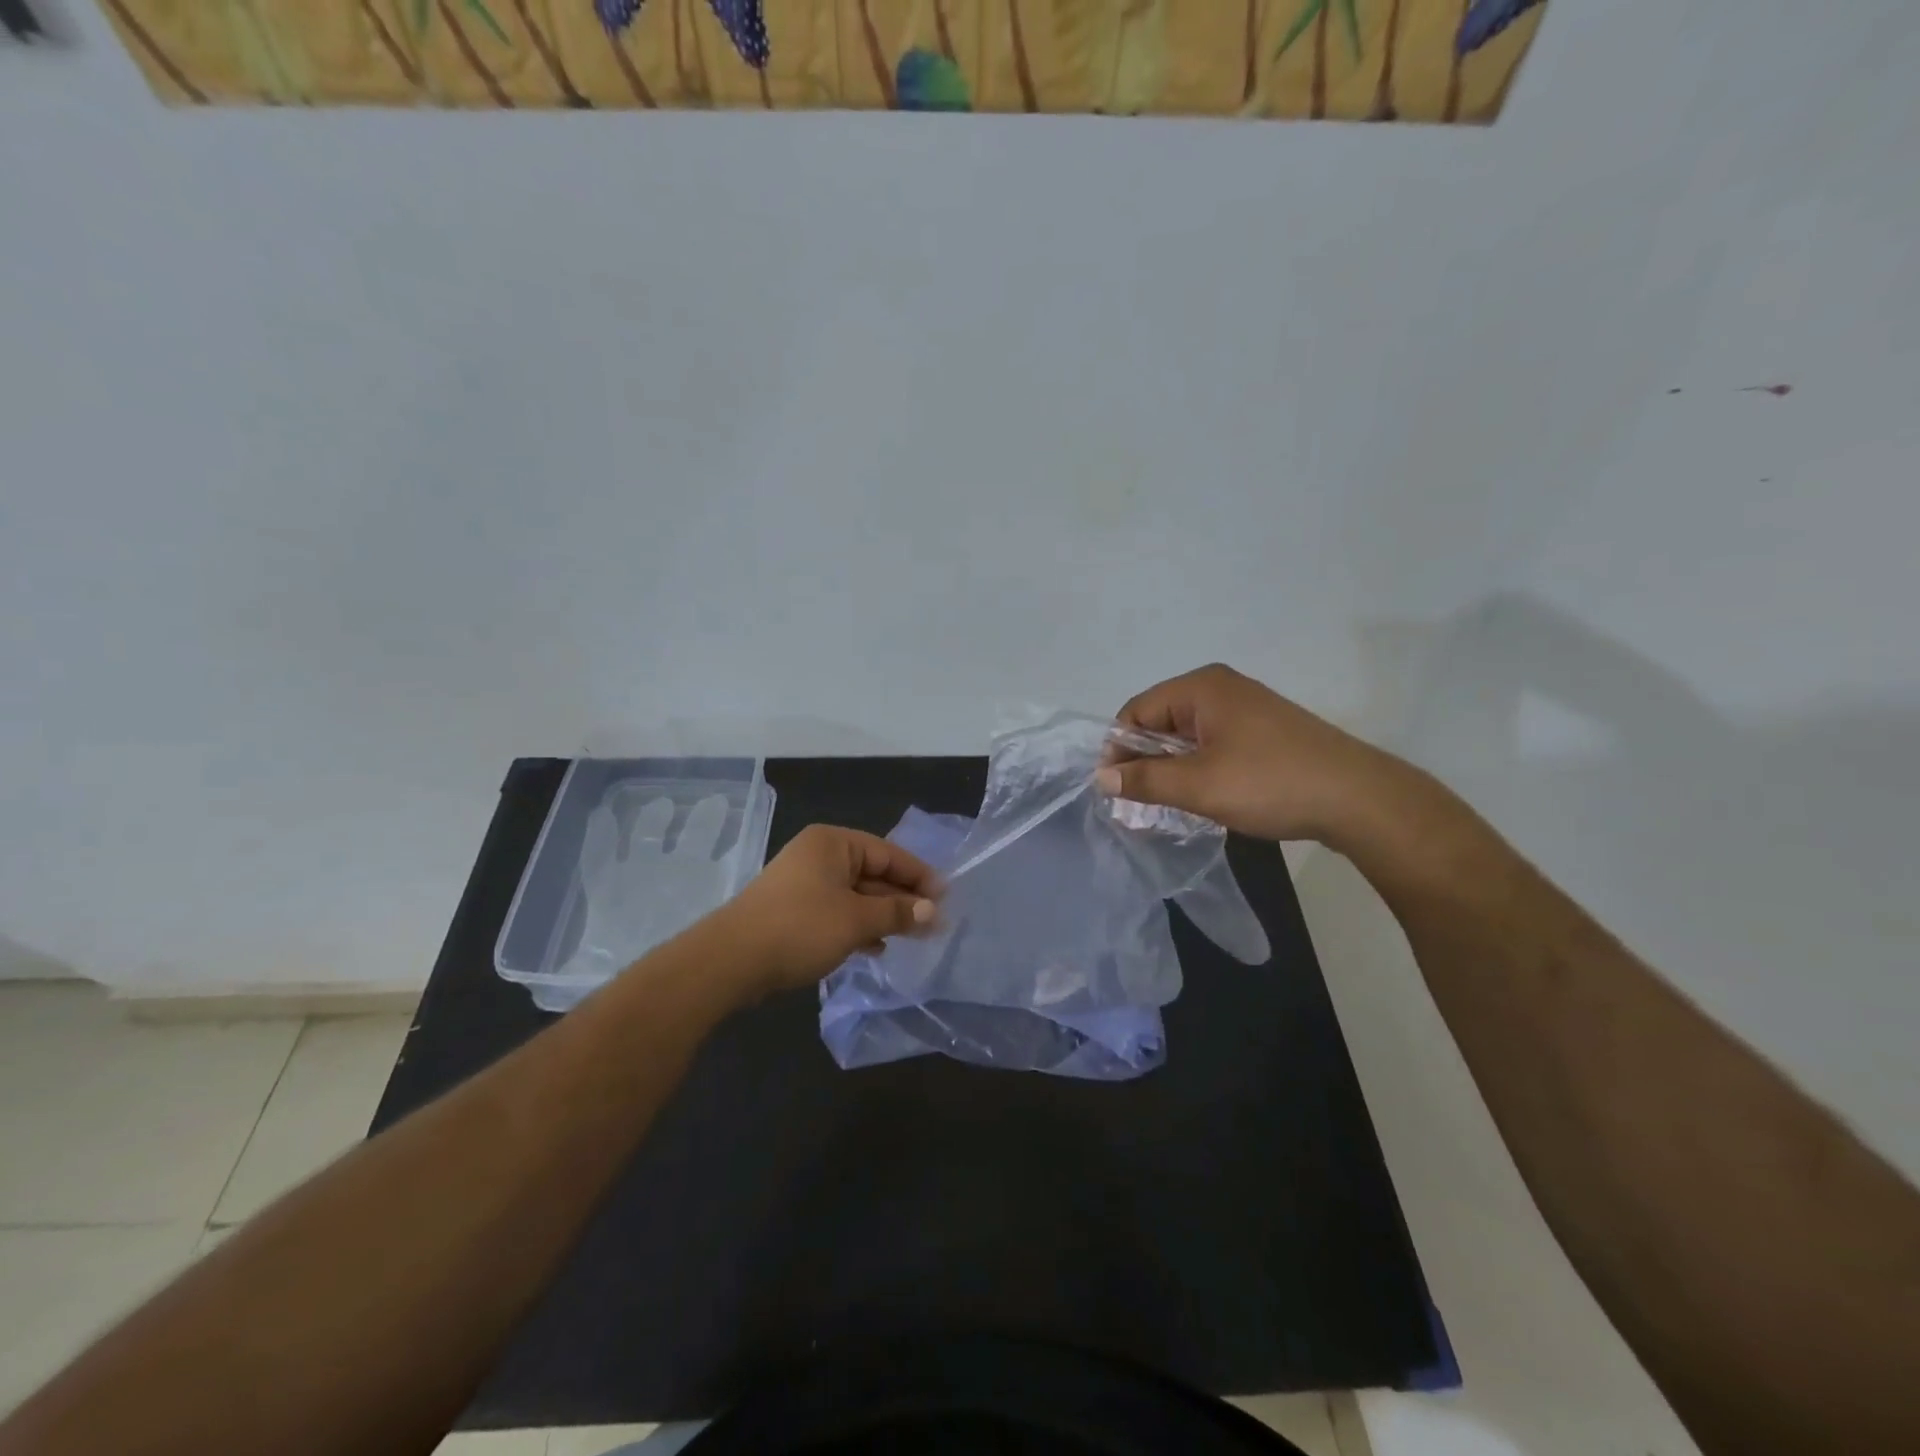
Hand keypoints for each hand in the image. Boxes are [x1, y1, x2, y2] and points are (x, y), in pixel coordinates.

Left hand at [719, 825, 940, 995]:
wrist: (731, 961)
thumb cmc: (801, 927)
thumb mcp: (856, 919)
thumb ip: (897, 912)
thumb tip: (933, 911)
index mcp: (833, 843)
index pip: (888, 853)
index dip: (919, 876)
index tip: (946, 898)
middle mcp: (818, 855)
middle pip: (873, 872)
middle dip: (902, 899)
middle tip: (933, 923)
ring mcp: (804, 883)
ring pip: (855, 894)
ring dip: (883, 914)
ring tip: (911, 937)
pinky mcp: (794, 910)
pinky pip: (837, 911)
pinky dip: (858, 925)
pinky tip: (876, 947)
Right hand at [1095, 663, 1410, 845]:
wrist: (1359, 799)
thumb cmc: (1270, 783)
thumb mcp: (1199, 785)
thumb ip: (1145, 780)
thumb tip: (1102, 777)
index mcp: (1201, 687)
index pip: (1136, 711)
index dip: (1119, 749)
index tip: (1113, 789)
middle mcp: (1220, 689)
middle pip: (1160, 721)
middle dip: (1144, 761)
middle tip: (1136, 803)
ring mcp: (1245, 709)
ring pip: (1186, 737)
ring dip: (1170, 769)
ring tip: (1166, 805)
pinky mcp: (1262, 732)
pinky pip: (1212, 745)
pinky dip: (1197, 769)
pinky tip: (1201, 797)